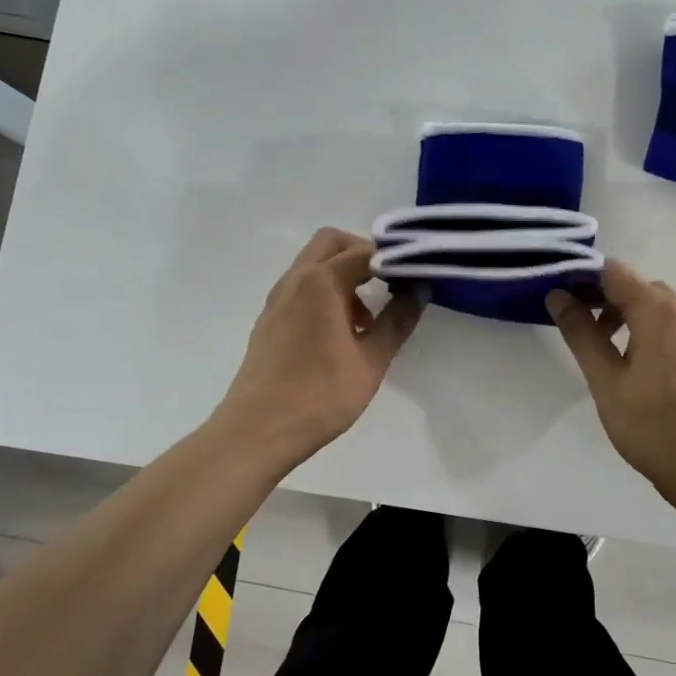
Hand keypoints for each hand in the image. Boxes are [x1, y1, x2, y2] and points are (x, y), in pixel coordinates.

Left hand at [215, 228, 423, 464]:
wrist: (256, 432)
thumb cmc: (319, 395)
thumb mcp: (371, 360)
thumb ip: (397, 320)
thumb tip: (419, 290)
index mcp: (320, 282)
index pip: (364, 252)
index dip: (395, 259)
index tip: (418, 275)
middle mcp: (294, 281)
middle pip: (331, 243)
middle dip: (363, 254)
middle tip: (391, 283)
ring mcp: (277, 300)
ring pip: (313, 266)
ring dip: (343, 275)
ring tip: (369, 318)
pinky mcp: (269, 321)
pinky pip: (301, 290)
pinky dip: (325, 294)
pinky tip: (342, 335)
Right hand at [547, 262, 675, 499]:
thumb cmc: (653, 424)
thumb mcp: (606, 380)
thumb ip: (581, 334)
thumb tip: (558, 296)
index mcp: (659, 311)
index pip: (614, 272)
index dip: (582, 277)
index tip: (557, 295)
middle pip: (637, 287)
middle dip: (603, 298)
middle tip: (575, 324)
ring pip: (657, 308)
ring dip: (626, 315)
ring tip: (603, 347)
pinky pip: (673, 327)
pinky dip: (648, 330)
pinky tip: (635, 364)